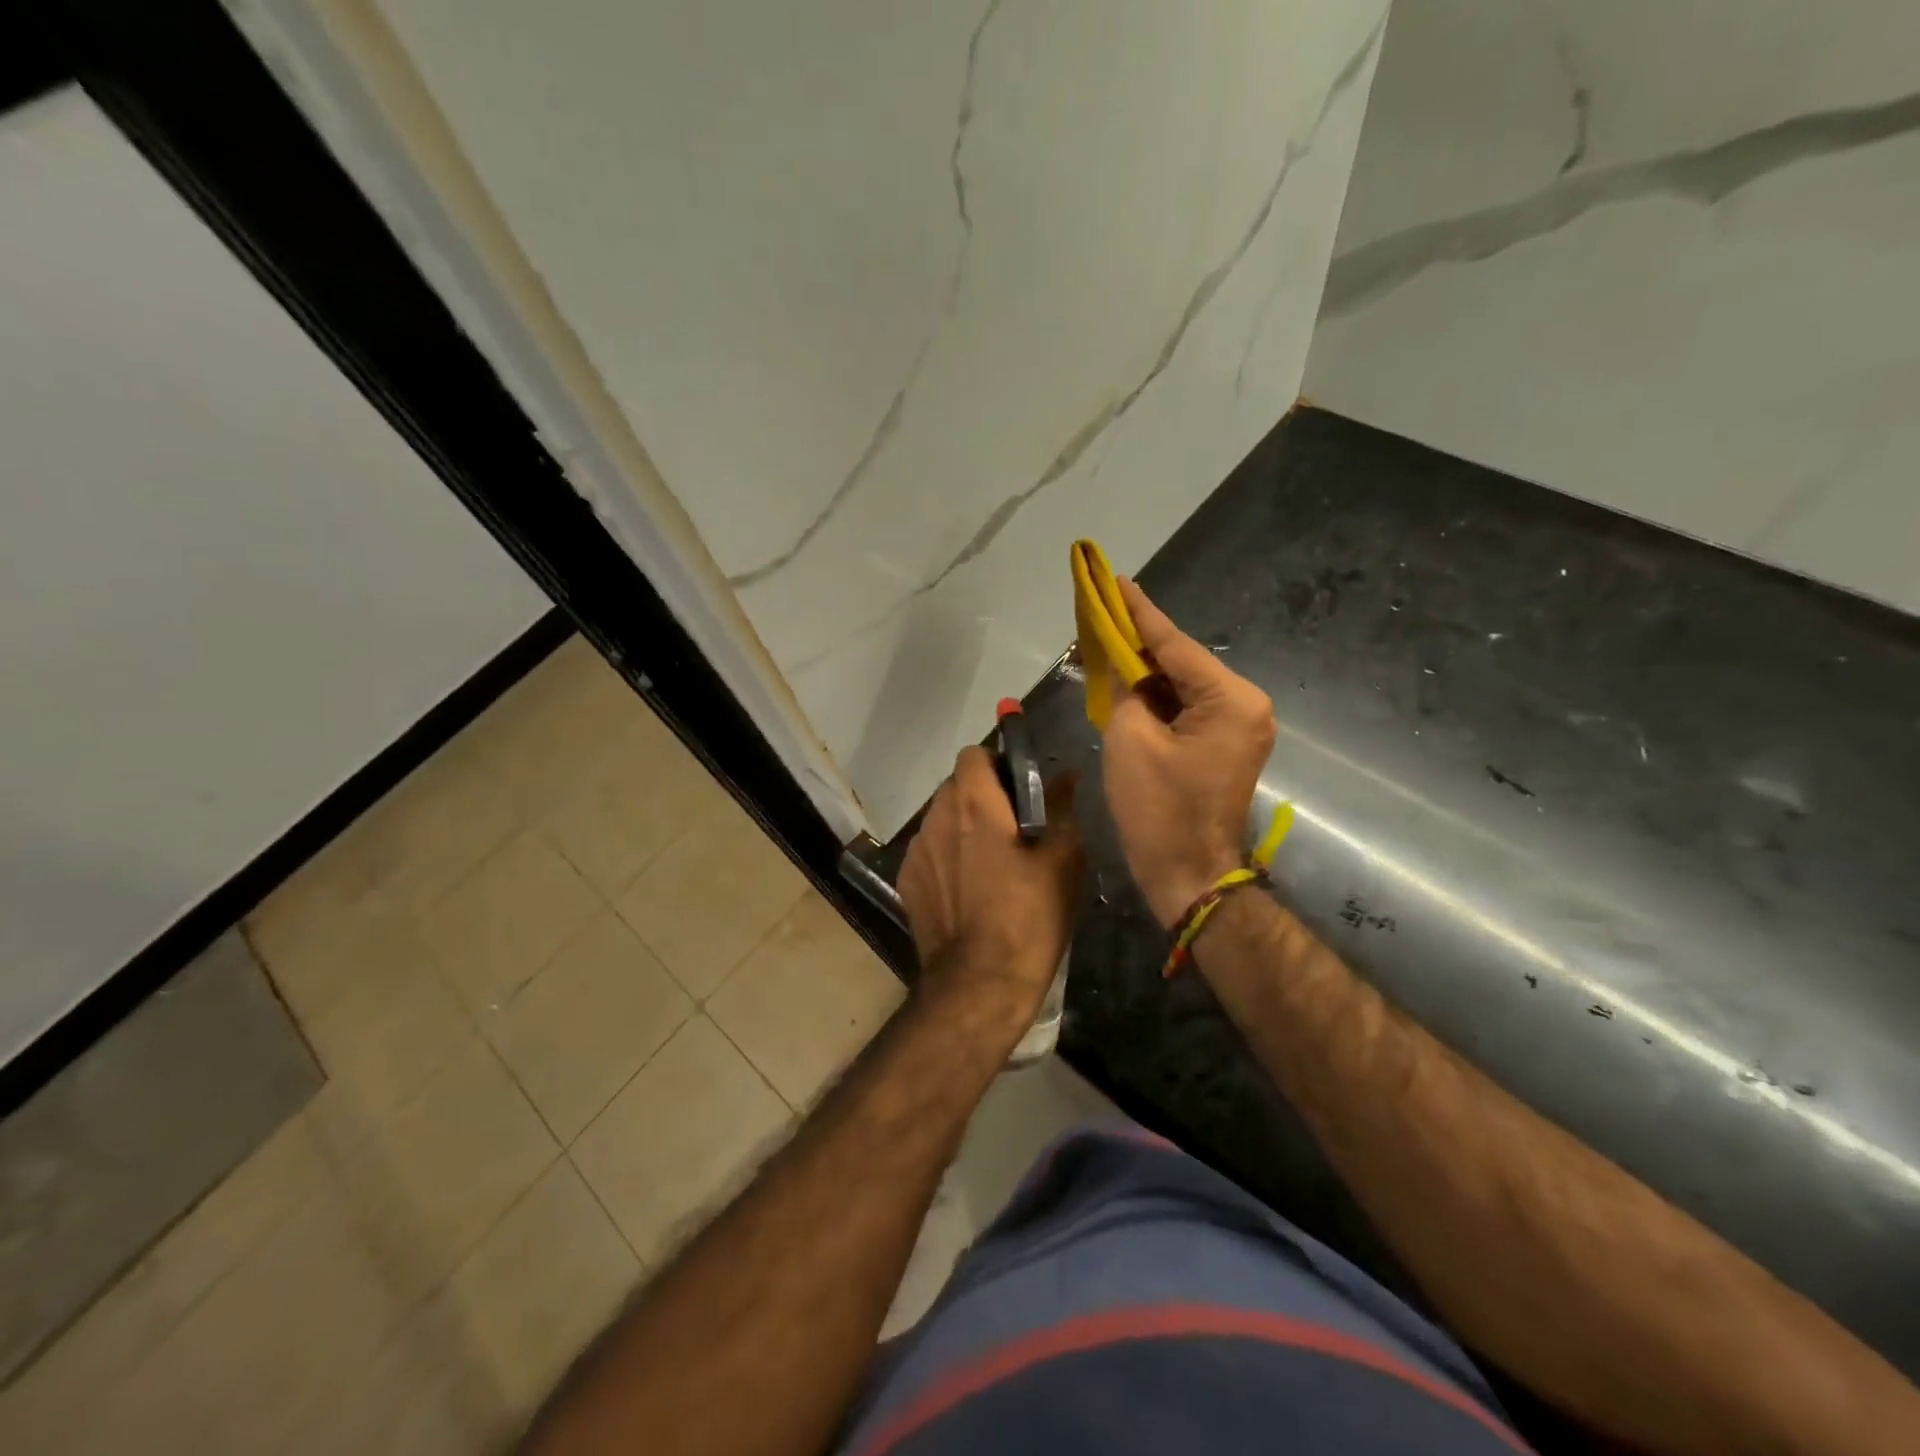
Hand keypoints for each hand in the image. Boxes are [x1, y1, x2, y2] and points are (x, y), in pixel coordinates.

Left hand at [898, 747, 1083, 1026]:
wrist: (980, 984)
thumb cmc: (1029, 917)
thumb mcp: (1062, 860)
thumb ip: (1062, 808)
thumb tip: (1065, 775)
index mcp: (973, 803)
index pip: (974, 754)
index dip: (997, 764)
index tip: (1019, 790)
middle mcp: (936, 817)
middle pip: (955, 786)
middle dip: (982, 797)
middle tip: (1013, 828)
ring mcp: (916, 851)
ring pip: (940, 819)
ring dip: (962, 827)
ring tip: (990, 862)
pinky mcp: (906, 881)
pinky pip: (929, 851)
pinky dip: (947, 856)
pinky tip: (968, 889)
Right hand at [1102, 577, 1275, 927]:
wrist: (1187, 874)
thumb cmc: (1158, 809)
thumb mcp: (1130, 739)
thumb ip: (1126, 690)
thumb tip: (1124, 668)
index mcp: (1231, 699)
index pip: (1175, 645)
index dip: (1138, 613)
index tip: (1115, 580)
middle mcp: (1246, 705)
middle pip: (1182, 662)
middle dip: (1139, 642)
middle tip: (1102, 611)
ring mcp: (1239, 727)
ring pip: (1183, 685)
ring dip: (1146, 671)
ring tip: (1107, 642)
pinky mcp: (1225, 745)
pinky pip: (1186, 709)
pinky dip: (1157, 698)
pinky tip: (1126, 683)